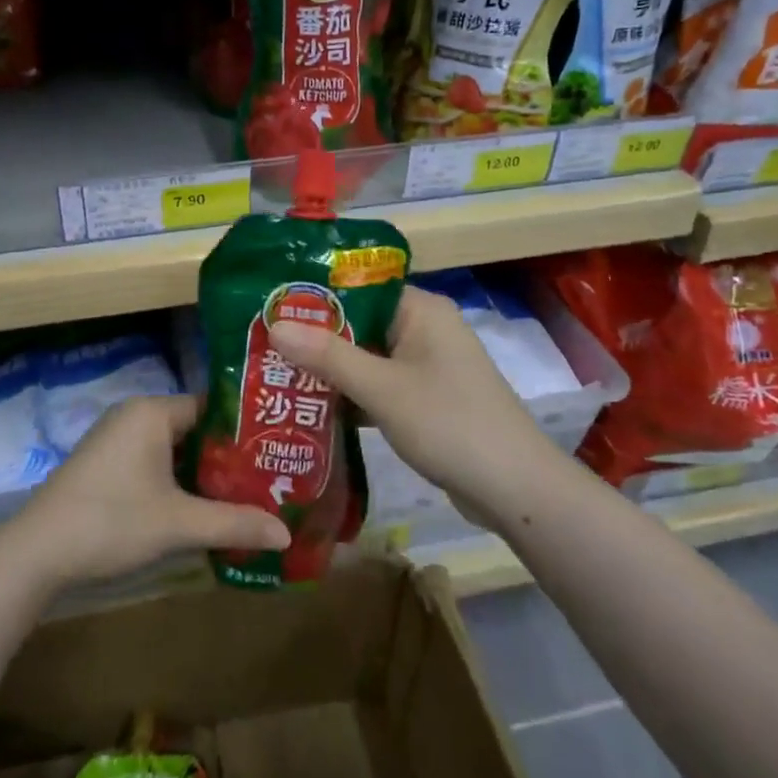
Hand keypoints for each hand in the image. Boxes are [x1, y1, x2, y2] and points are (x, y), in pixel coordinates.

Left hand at [5, 394, 288, 590]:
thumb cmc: (112, 521)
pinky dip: (175, 480)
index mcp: (153, 412)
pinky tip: (196, 508)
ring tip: (241, 496)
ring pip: (173, 448)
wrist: (36, 551)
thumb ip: (234, 523)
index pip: (211, 407)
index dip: (244, 430)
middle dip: (226, 456)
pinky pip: (152, 461)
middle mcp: (134, 414)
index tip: (275, 451)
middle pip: (193, 428)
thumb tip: (285, 533)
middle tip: (266, 479)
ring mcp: (114, 438)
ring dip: (200, 472)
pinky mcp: (103, 463)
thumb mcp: (179, 524)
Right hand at [268, 286, 549, 524]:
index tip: (269, 306)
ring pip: (366, 356)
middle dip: (314, 336)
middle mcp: (424, 329)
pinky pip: (378, 384)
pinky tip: (310, 406)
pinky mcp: (426, 398)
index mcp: (420, 310)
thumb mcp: (383, 389)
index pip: (358, 286)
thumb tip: (275, 325)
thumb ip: (328, 356)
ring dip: (329, 368)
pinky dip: (350, 393)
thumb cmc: (450, 425)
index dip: (314, 295)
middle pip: (358, 323)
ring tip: (274, 373)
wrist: (516, 491)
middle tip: (261, 343)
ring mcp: (426, 365)